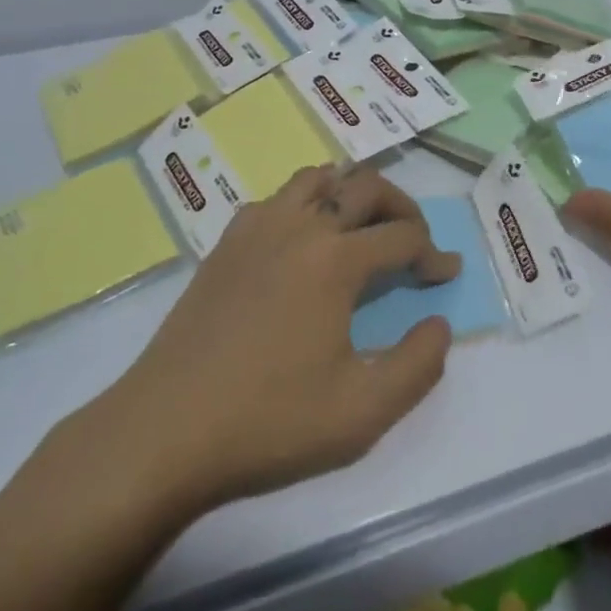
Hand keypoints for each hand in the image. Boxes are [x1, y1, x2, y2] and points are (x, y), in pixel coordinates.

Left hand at [63, 165, 459, 520]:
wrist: (164, 431)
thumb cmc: (269, 422)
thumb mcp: (363, 412)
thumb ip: (419, 365)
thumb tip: (437, 324)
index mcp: (336, 259)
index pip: (403, 235)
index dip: (434, 253)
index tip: (446, 275)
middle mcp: (299, 227)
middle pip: (365, 186)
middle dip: (402, 207)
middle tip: (415, 240)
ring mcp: (256, 229)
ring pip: (316, 178)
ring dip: (350, 193)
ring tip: (362, 228)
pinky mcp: (225, 245)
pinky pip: (277, 199)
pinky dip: (305, 205)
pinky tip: (302, 244)